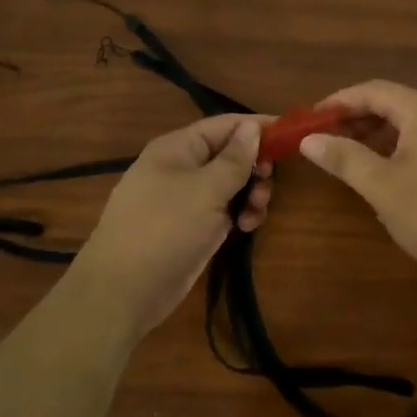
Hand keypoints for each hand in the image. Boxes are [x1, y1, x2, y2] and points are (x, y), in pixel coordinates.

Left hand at [70, 114, 272, 336]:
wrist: (125, 290)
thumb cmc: (165, 229)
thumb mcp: (206, 190)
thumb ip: (234, 159)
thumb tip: (252, 128)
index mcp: (177, 148)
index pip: (225, 125)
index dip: (257, 127)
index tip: (291, 134)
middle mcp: (181, 168)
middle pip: (230, 155)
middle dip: (255, 167)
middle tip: (267, 185)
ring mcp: (186, 199)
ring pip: (230, 185)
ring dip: (251, 194)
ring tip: (255, 214)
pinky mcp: (192, 226)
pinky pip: (223, 209)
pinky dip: (239, 214)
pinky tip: (246, 228)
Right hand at [300, 80, 416, 296]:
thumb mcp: (382, 187)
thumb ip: (344, 158)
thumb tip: (308, 140)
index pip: (373, 91)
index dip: (338, 101)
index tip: (309, 120)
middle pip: (391, 104)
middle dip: (354, 119)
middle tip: (321, 140)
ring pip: (407, 125)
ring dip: (373, 136)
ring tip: (344, 157)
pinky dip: (395, 150)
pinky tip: (379, 173)